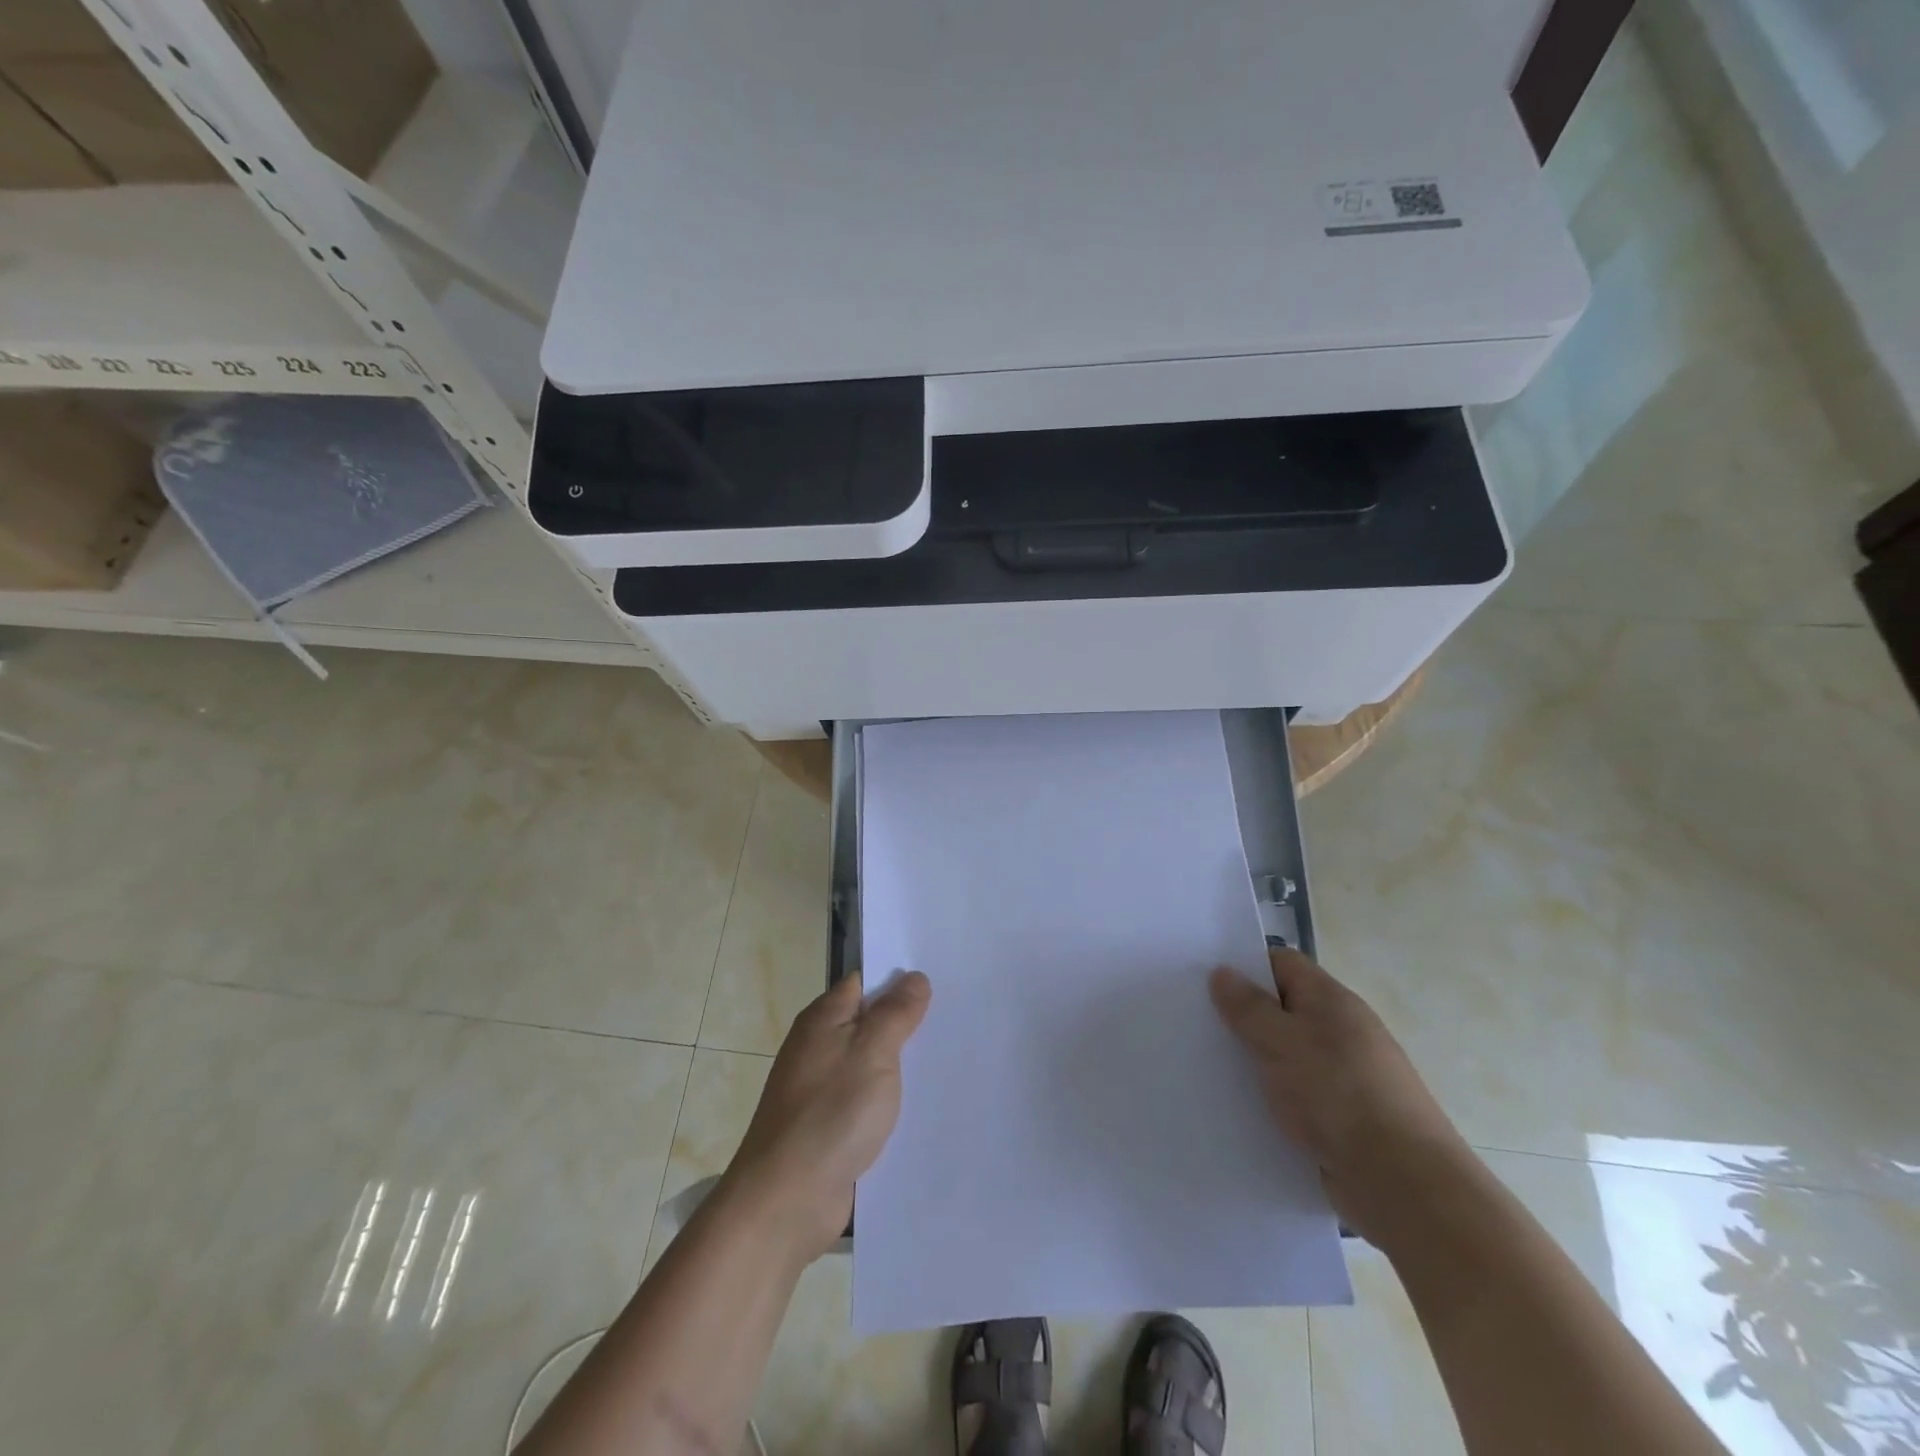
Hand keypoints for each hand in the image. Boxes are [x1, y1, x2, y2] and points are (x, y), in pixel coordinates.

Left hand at [723, 970, 932, 1261]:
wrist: (786, 1202)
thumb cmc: (830, 1114)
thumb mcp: (872, 1052)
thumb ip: (895, 1013)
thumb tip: (914, 977)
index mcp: (823, 1019)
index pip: (865, 982)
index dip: (899, 978)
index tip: (941, 977)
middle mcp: (819, 1047)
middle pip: (870, 1022)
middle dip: (908, 1022)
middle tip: (958, 1017)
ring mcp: (823, 1089)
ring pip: (872, 1064)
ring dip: (903, 1065)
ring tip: (953, 1057)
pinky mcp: (831, 1127)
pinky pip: (868, 1100)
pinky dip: (892, 1100)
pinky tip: (925, 1105)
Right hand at [1210, 948, 1471, 1246]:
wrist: (1403, 1184)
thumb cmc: (1338, 1095)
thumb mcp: (1282, 1041)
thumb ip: (1248, 1007)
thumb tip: (1222, 972)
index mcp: (1331, 1001)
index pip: (1282, 963)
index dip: (1244, 965)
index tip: (1204, 980)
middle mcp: (1340, 1031)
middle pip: (1282, 1008)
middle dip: (1243, 1016)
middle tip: (1196, 1022)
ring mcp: (1343, 1075)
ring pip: (1286, 1054)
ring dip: (1254, 1061)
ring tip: (1207, 1066)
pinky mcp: (1341, 1117)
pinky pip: (1296, 1094)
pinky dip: (1271, 1098)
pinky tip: (1240, 1107)